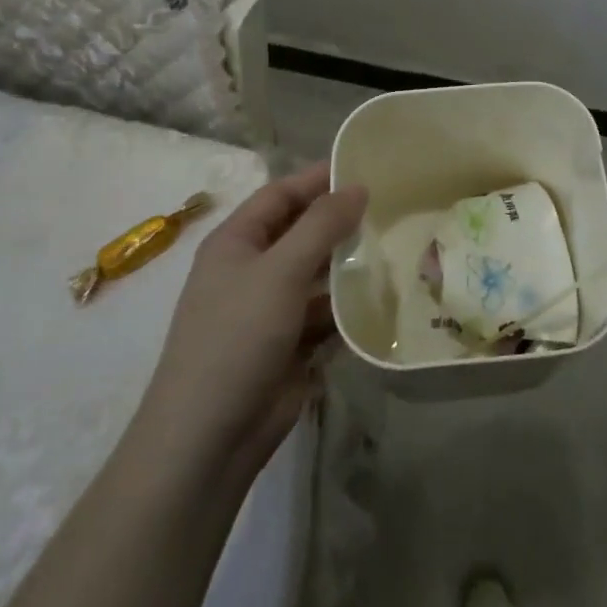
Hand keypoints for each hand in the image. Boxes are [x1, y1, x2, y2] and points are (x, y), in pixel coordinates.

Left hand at [134, 163, 366, 479]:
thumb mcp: (281, 270)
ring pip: (318, 275)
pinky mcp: (290, 345)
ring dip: (351, 264)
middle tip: (393, 207)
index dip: (319, 178)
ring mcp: (271, 310)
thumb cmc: (237, 337)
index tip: (366, 167)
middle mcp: (252, 270)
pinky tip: (387, 297)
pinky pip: (327, 315)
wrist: (208, 439)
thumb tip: (357, 186)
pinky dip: (351, 307)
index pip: (281, 194)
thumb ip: (322, 225)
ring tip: (399, 247)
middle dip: (341, 221)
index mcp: (236, 243)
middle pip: (302, 232)